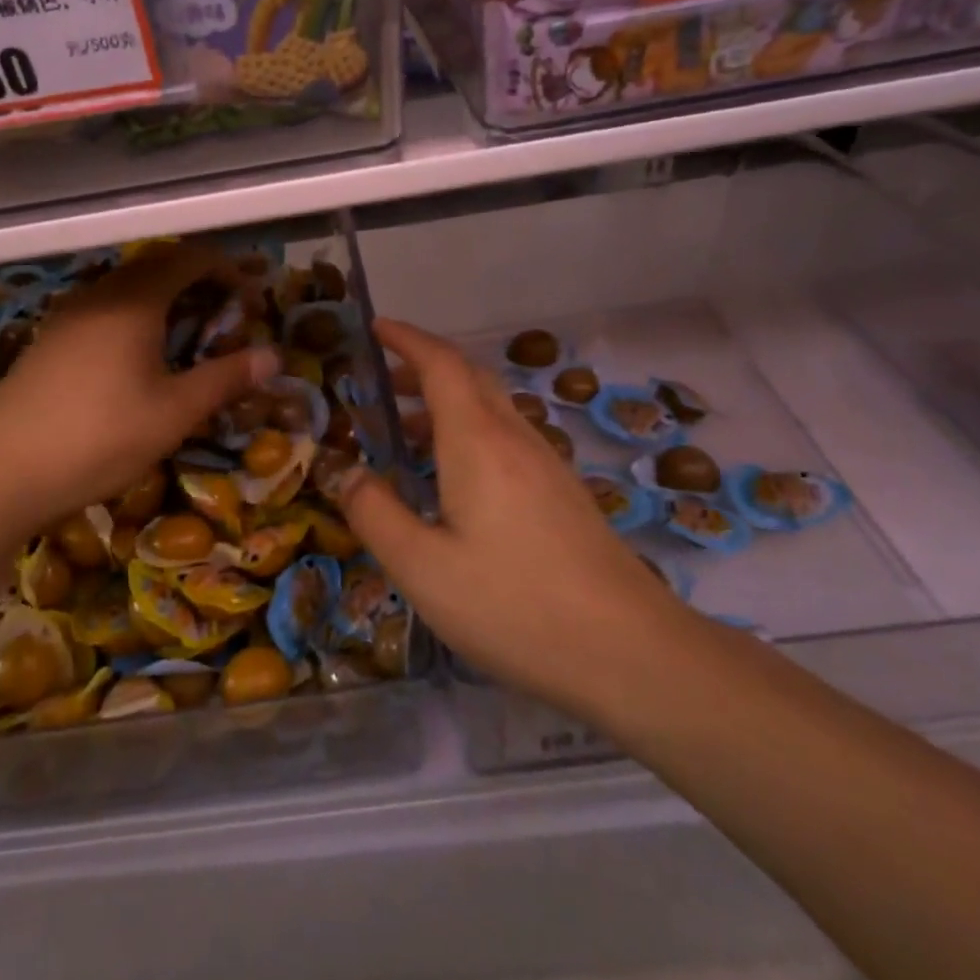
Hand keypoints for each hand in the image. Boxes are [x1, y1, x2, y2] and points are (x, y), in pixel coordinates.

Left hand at [0, 243, 279, 540]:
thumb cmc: (98, 436)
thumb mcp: (174, 412)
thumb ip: (225, 378)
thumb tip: (274, 356)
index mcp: (134, 300)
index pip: (188, 258)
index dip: (226, 269)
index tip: (252, 296)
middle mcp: (100, 294)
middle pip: (156, 266)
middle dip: (197, 282)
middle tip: (226, 315)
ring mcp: (69, 315)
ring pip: (127, 288)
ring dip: (164, 299)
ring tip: (187, 336)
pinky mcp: (50, 340)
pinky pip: (104, 309)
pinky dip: (135, 317)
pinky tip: (138, 358)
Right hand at [338, 320, 694, 716]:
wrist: (632, 653)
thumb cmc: (514, 605)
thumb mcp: (422, 568)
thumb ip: (374, 513)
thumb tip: (347, 471)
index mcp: (477, 441)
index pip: (440, 364)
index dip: (407, 338)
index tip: (375, 326)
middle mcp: (514, 438)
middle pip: (469, 376)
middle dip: (423, 365)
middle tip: (382, 381)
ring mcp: (546, 464)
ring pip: (491, 407)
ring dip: (446, 402)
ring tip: (406, 432)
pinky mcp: (563, 493)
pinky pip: (507, 438)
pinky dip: (470, 432)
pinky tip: (456, 480)